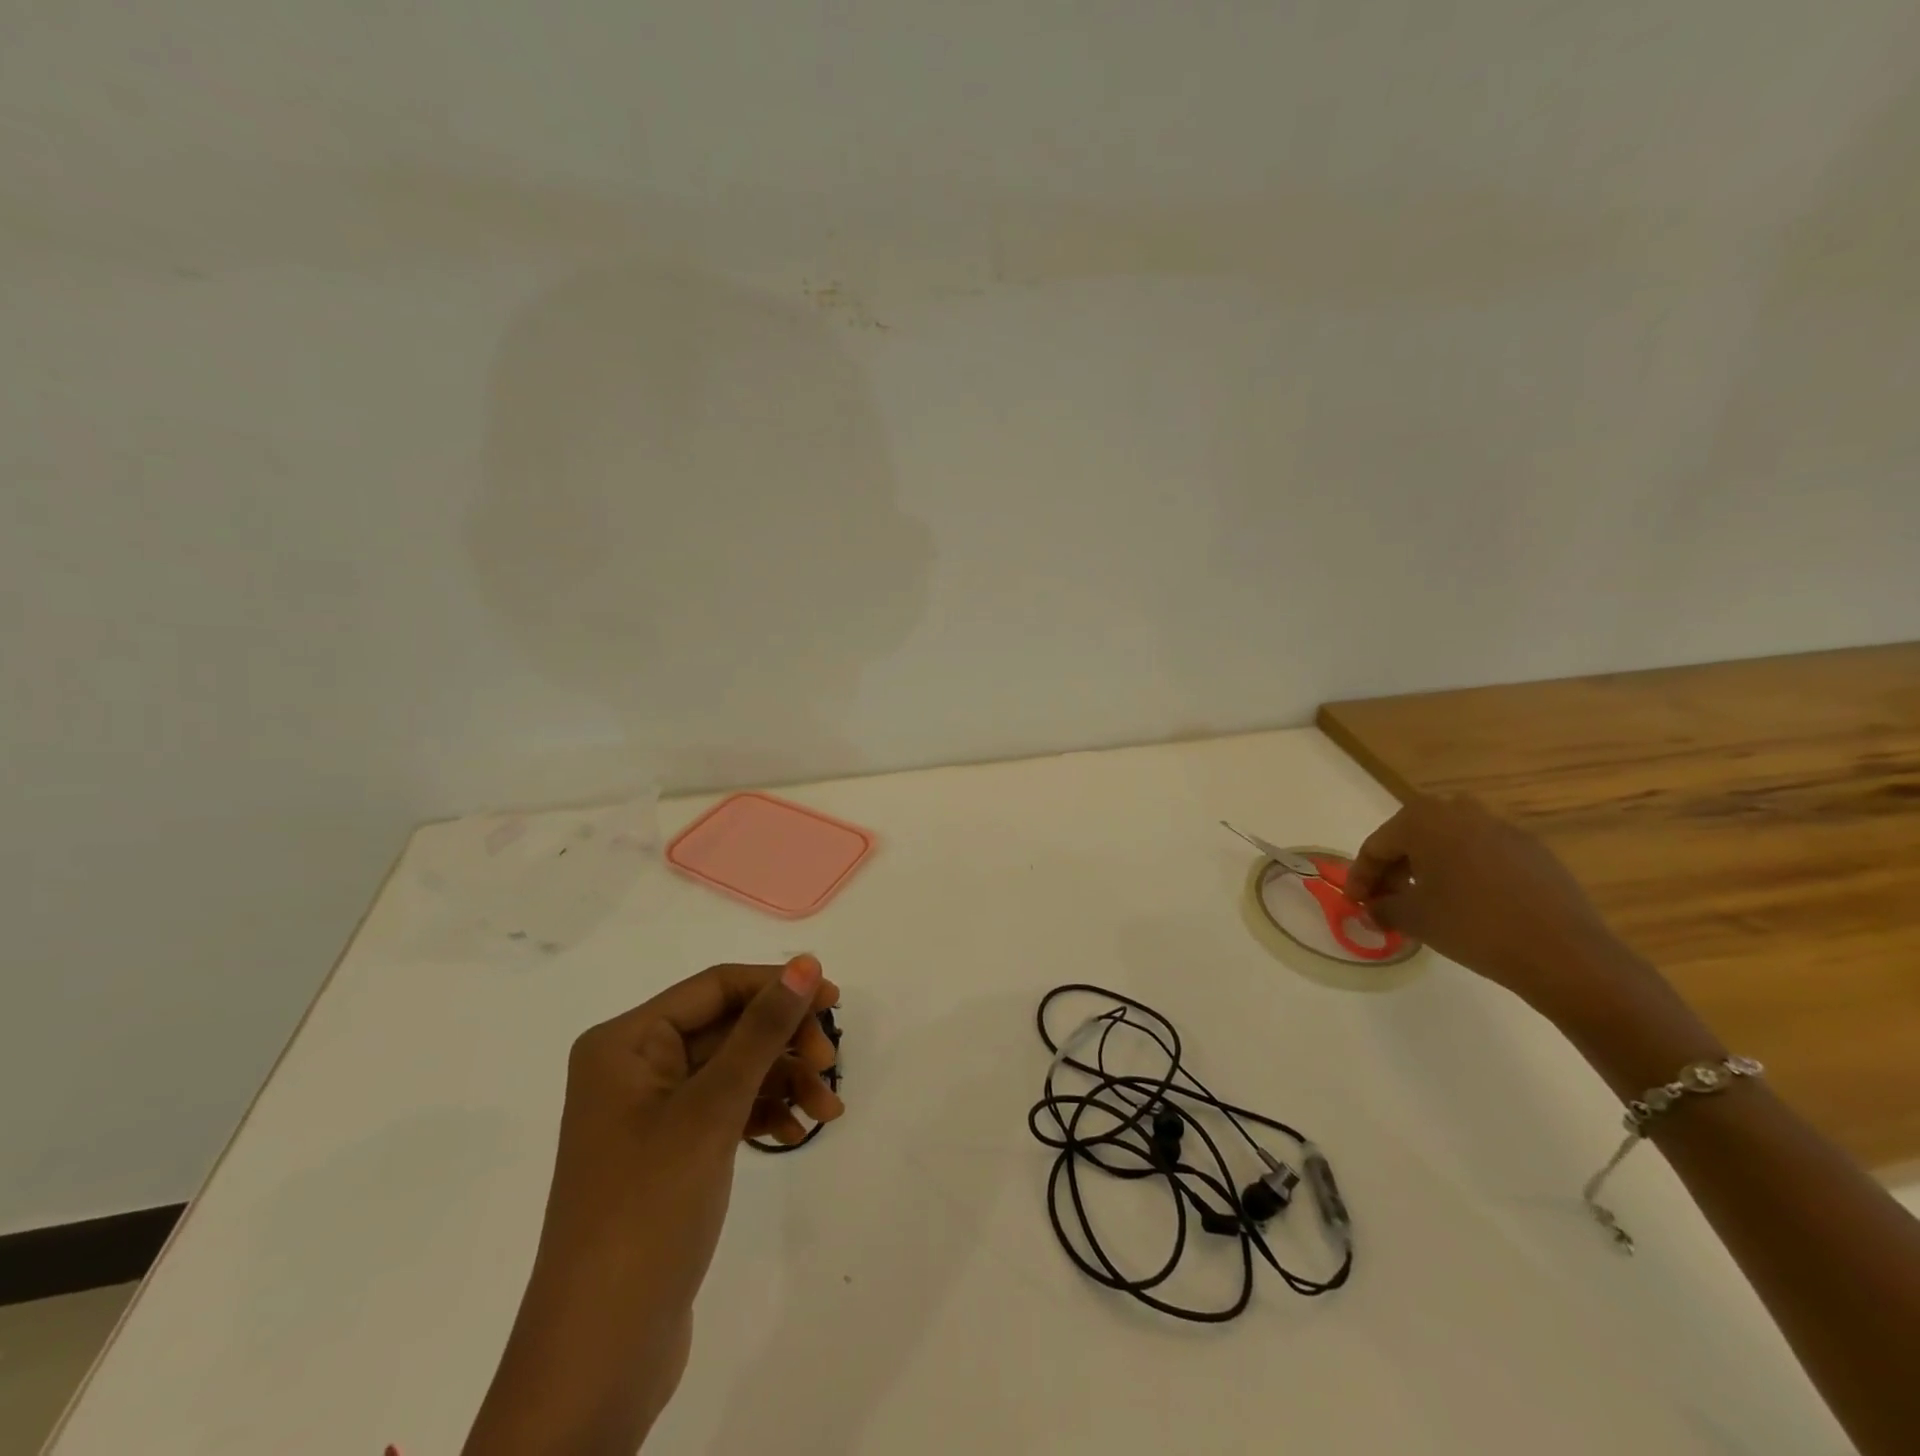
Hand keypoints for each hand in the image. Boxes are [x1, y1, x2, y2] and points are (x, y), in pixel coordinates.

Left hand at [466, 956, 842, 1455]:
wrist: (600, 1352)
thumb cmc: (648, 1210)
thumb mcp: (712, 1110)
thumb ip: (762, 1031)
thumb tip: (807, 963)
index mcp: (627, 1042)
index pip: (716, 987)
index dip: (777, 986)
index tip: (835, 1003)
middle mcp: (636, 1066)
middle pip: (729, 1027)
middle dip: (785, 1043)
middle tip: (831, 1064)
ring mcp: (653, 1111)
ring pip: (735, 1068)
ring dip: (784, 1081)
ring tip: (827, 1111)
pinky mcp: (671, 1150)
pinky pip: (728, 1108)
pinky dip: (766, 1113)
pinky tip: (798, 1133)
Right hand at [1345, 795, 1646, 1021]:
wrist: (1564, 953)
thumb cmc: (1472, 925)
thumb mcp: (1413, 919)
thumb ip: (1383, 908)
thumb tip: (1373, 909)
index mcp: (1423, 820)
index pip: (1377, 845)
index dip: (1361, 876)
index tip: (1355, 903)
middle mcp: (1460, 811)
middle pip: (1412, 836)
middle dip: (1394, 868)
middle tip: (1386, 899)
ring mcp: (1502, 828)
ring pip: (1449, 842)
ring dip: (1429, 866)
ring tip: (1425, 900)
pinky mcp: (1533, 850)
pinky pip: (1483, 854)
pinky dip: (1464, 872)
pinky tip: (1468, 904)